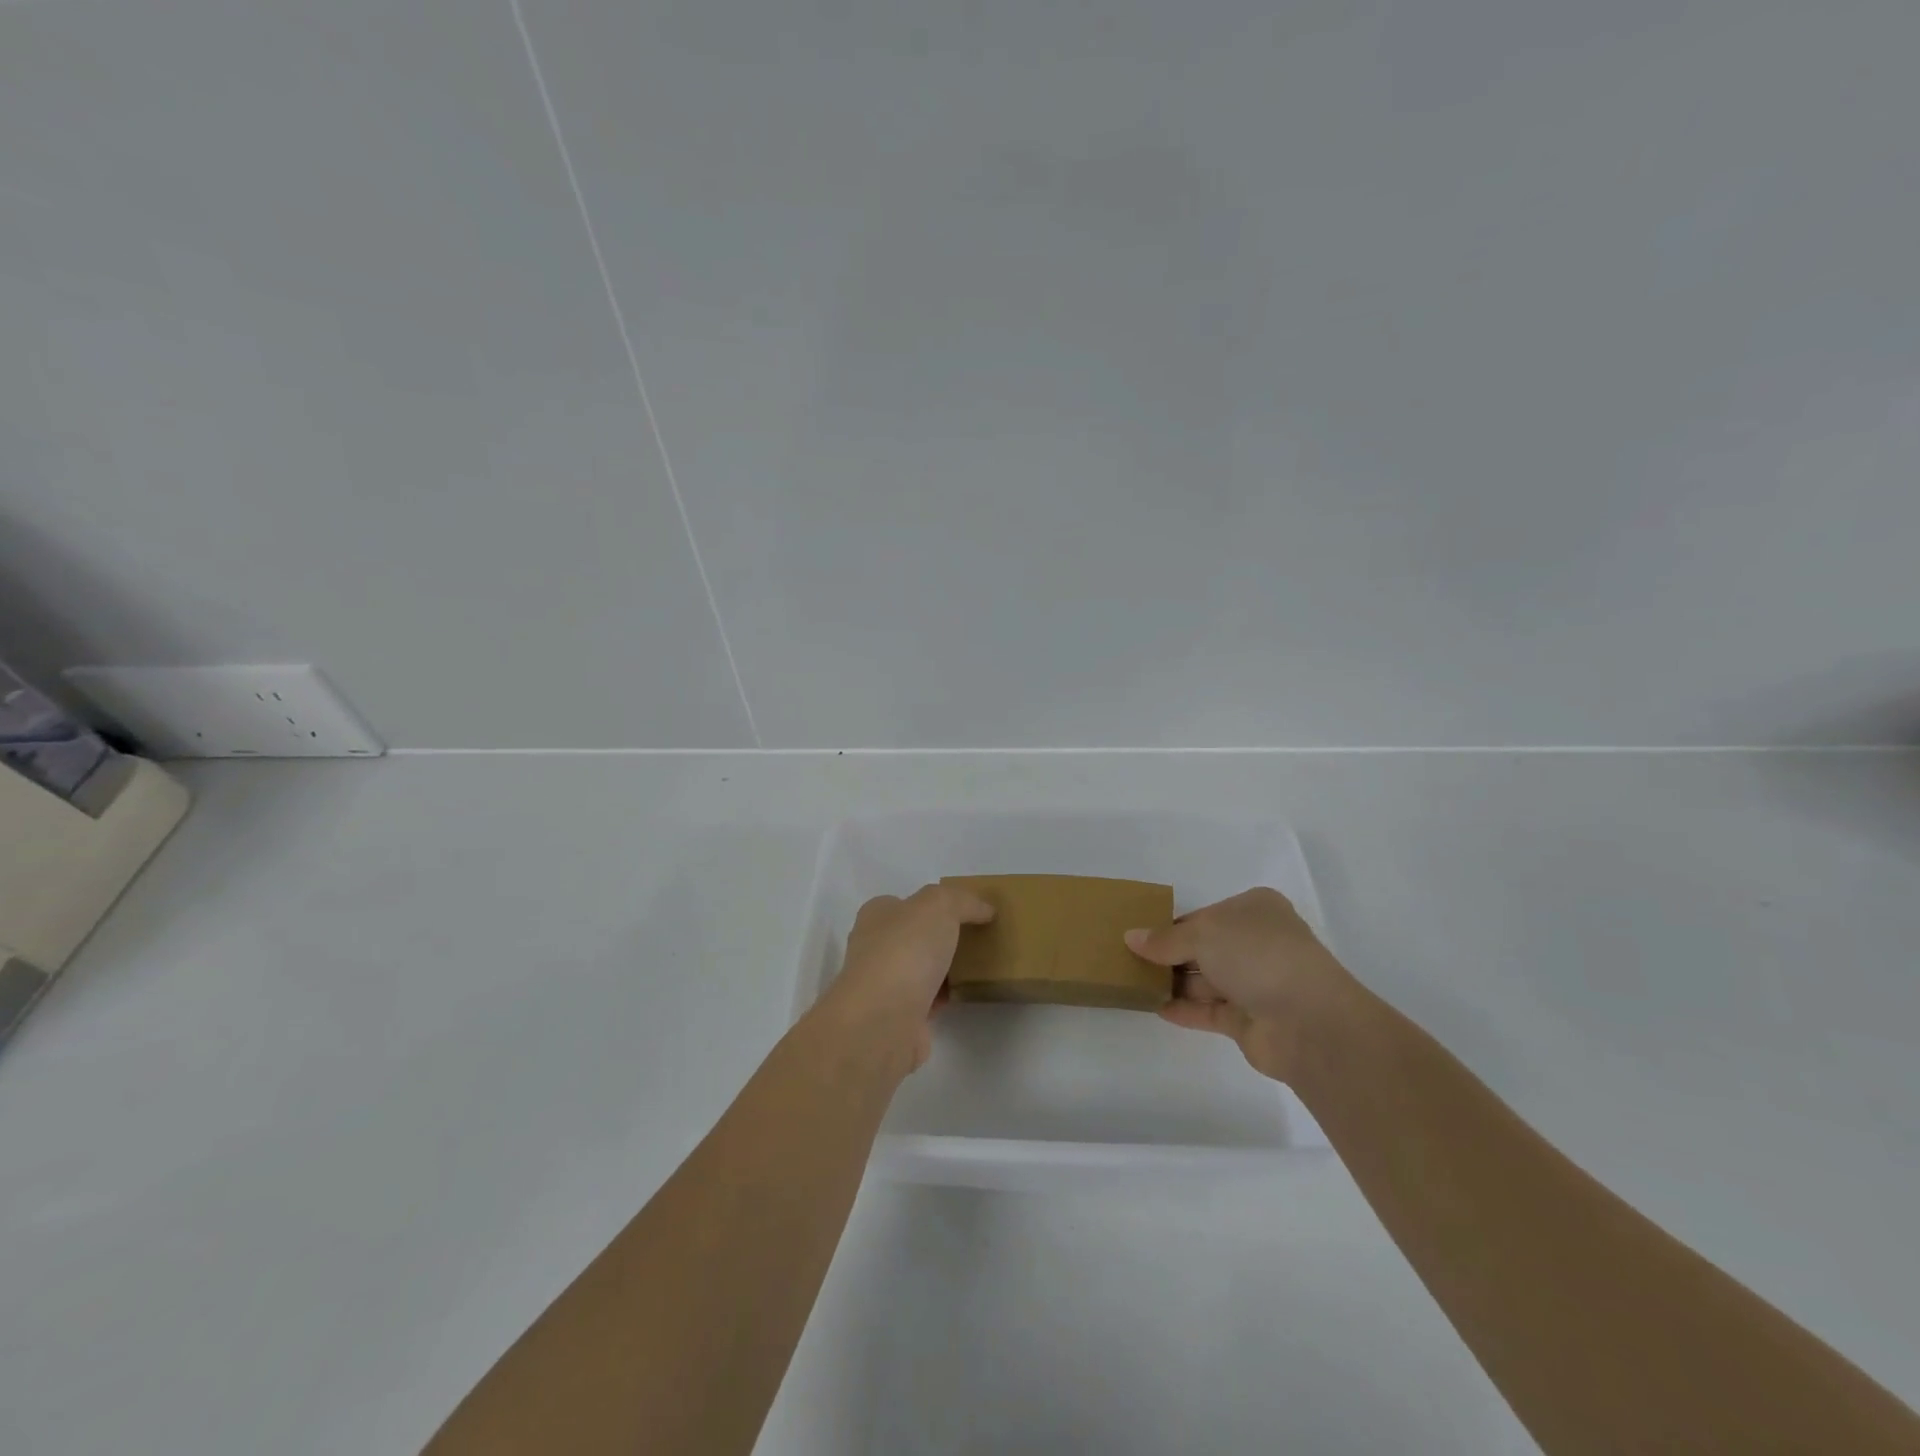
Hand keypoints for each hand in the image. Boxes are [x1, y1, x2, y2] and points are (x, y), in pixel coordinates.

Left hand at [820, 884, 994, 1072]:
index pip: (904, 903)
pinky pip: (928, 1001)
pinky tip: (967, 994)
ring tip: (980, 965)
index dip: (934, 904)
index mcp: (877, 916)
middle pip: (914, 937)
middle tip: (978, 938)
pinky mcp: (897, 1018)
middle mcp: (874, 948)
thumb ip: (963, 901)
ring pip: (921, 970)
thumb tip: (984, 910)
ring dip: (945, 970)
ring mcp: (883, 986)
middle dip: (942, 938)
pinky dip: (945, 998)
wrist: (884, 1021)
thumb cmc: (905, 950)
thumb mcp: (939, 905)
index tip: (966, 912)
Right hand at [1125, 887, 1356, 1083]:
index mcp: (1254, 910)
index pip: (1204, 915)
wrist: (1308, 1021)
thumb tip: (1131, 938)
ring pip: (1206, 979)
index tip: (1140, 935)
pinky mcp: (1251, 1020)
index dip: (1172, 925)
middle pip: (1205, 947)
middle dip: (1170, 955)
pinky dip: (1184, 1009)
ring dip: (1174, 982)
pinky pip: (1210, 1011)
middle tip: (1130, 960)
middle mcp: (1257, 943)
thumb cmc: (1257, 955)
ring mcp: (1257, 983)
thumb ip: (1165, 939)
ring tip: (1133, 984)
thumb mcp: (1203, 933)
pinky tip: (1155, 1007)